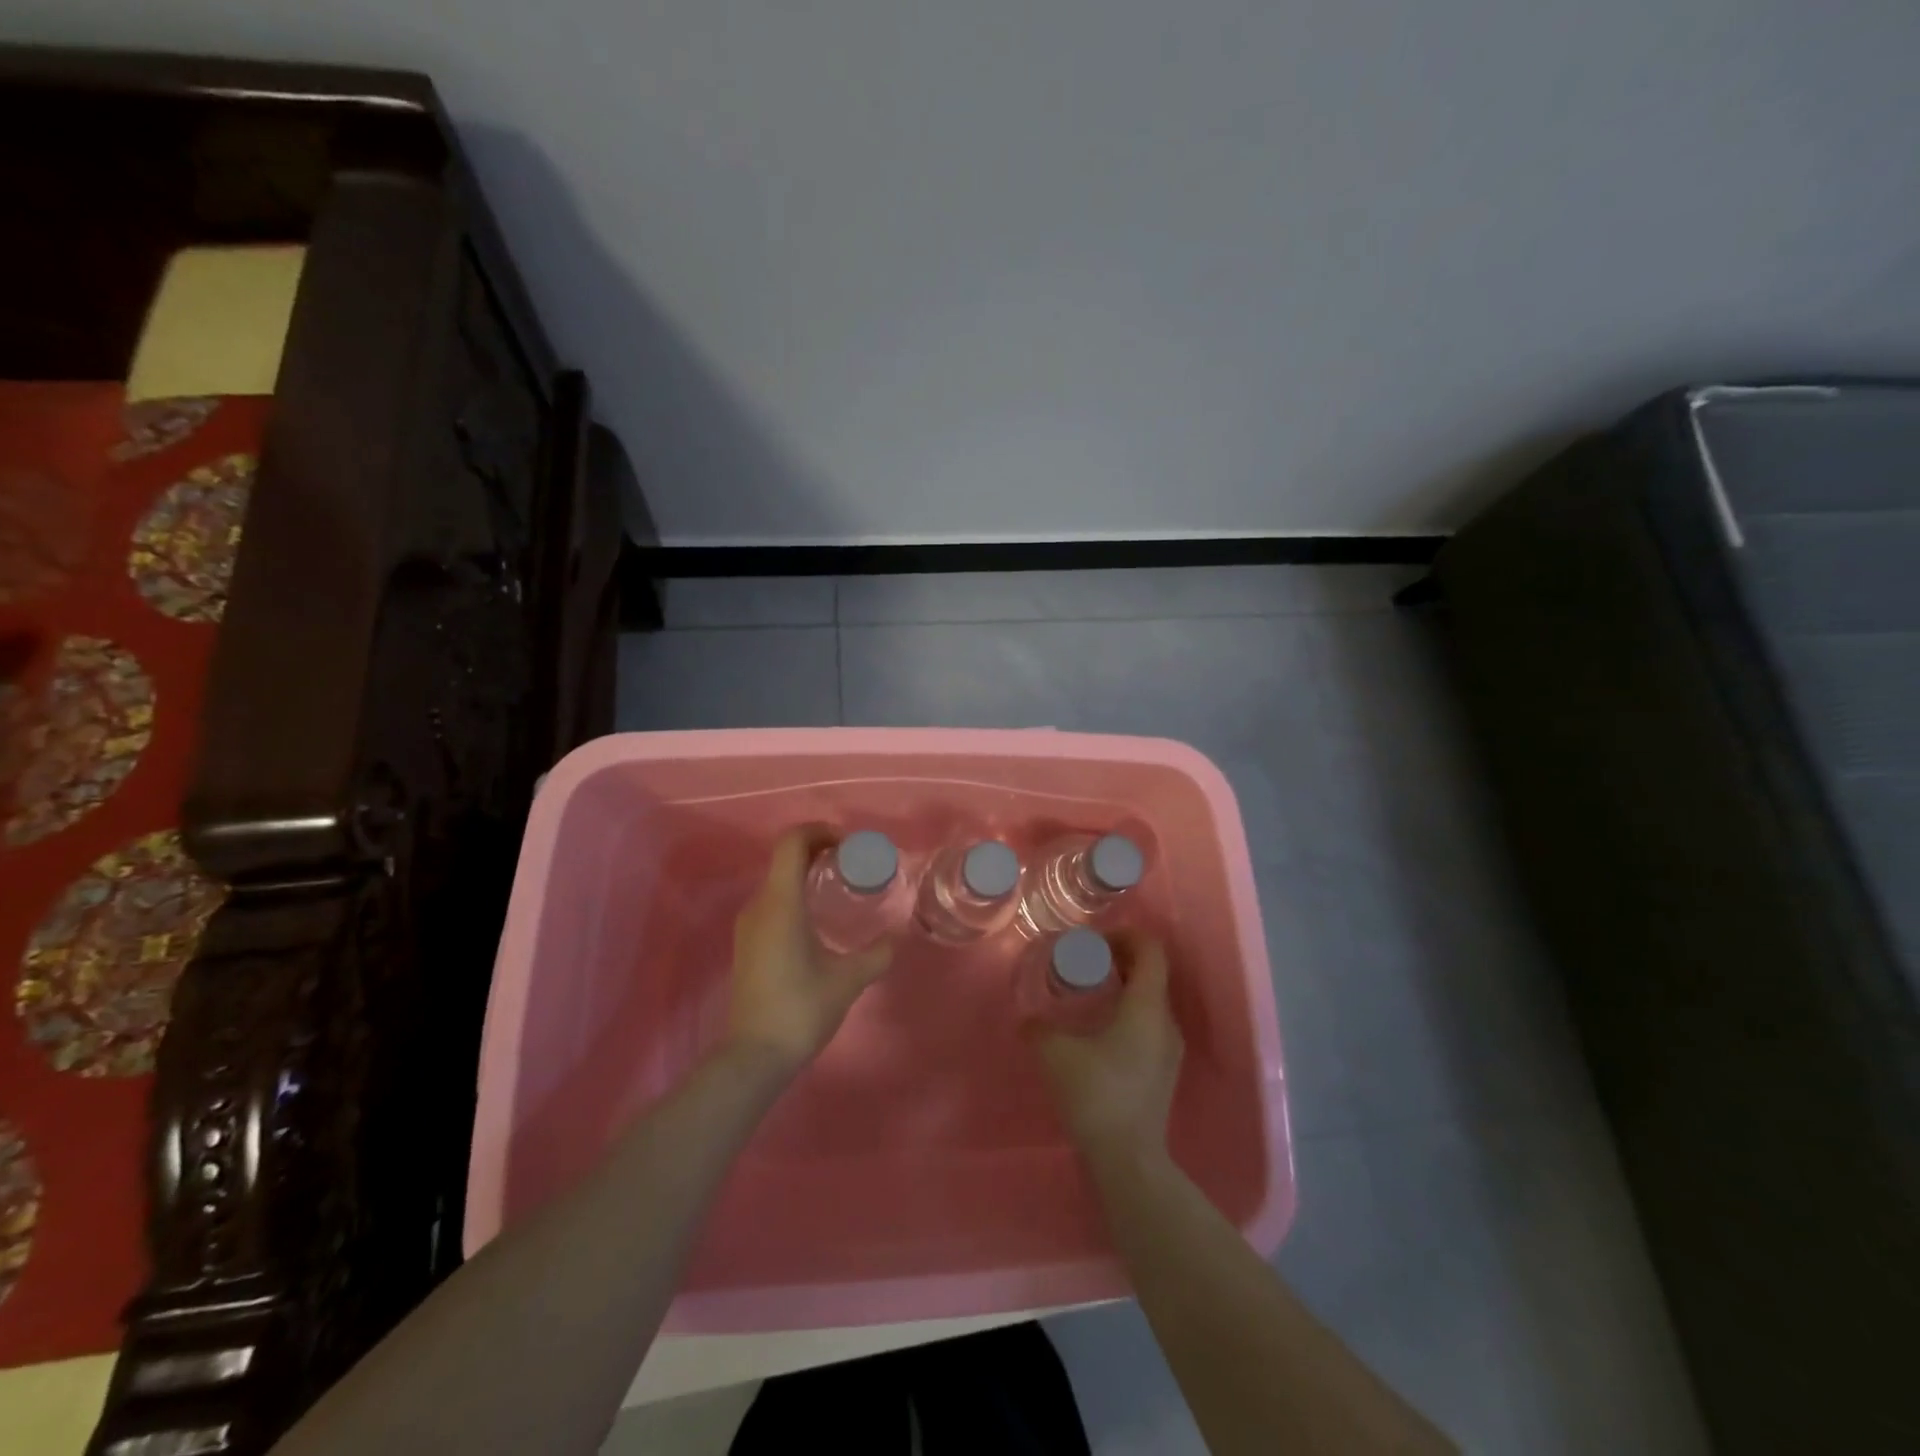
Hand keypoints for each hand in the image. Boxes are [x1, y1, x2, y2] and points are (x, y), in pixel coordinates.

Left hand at [724, 829, 893, 1077]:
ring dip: (806, 873)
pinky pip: (772, 901)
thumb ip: (877, 954)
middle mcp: (759, 905)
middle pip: (784, 857)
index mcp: (781, 903)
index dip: (819, 831)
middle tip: (851, 864)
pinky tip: (819, 919)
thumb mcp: (849, 979)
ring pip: (777, 880)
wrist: (755, 1055)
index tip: (847, 845)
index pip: (791, 843)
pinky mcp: (747, 943)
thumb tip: (897, 939)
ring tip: (839, 888)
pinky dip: (796, 894)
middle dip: (818, 850)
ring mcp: (749, 925)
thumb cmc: (801, 1008)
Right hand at [1035, 935, 1183, 1170]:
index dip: (1126, 934)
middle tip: (1087, 961)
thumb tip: (1028, 1019)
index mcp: (1147, 1006)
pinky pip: (1149, 1024)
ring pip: (1151, 1000)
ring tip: (1090, 992)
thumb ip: (1038, 1028)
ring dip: (1125, 986)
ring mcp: (1169, 1049)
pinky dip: (1128, 1012)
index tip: (1095, 940)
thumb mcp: (1055, 1053)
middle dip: (1121, 958)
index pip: (1151, 950)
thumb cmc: (1096, 1094)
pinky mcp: (1164, 1071)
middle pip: (1152, 972)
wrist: (1128, 1160)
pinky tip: (1099, 1029)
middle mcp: (1166, 1022)